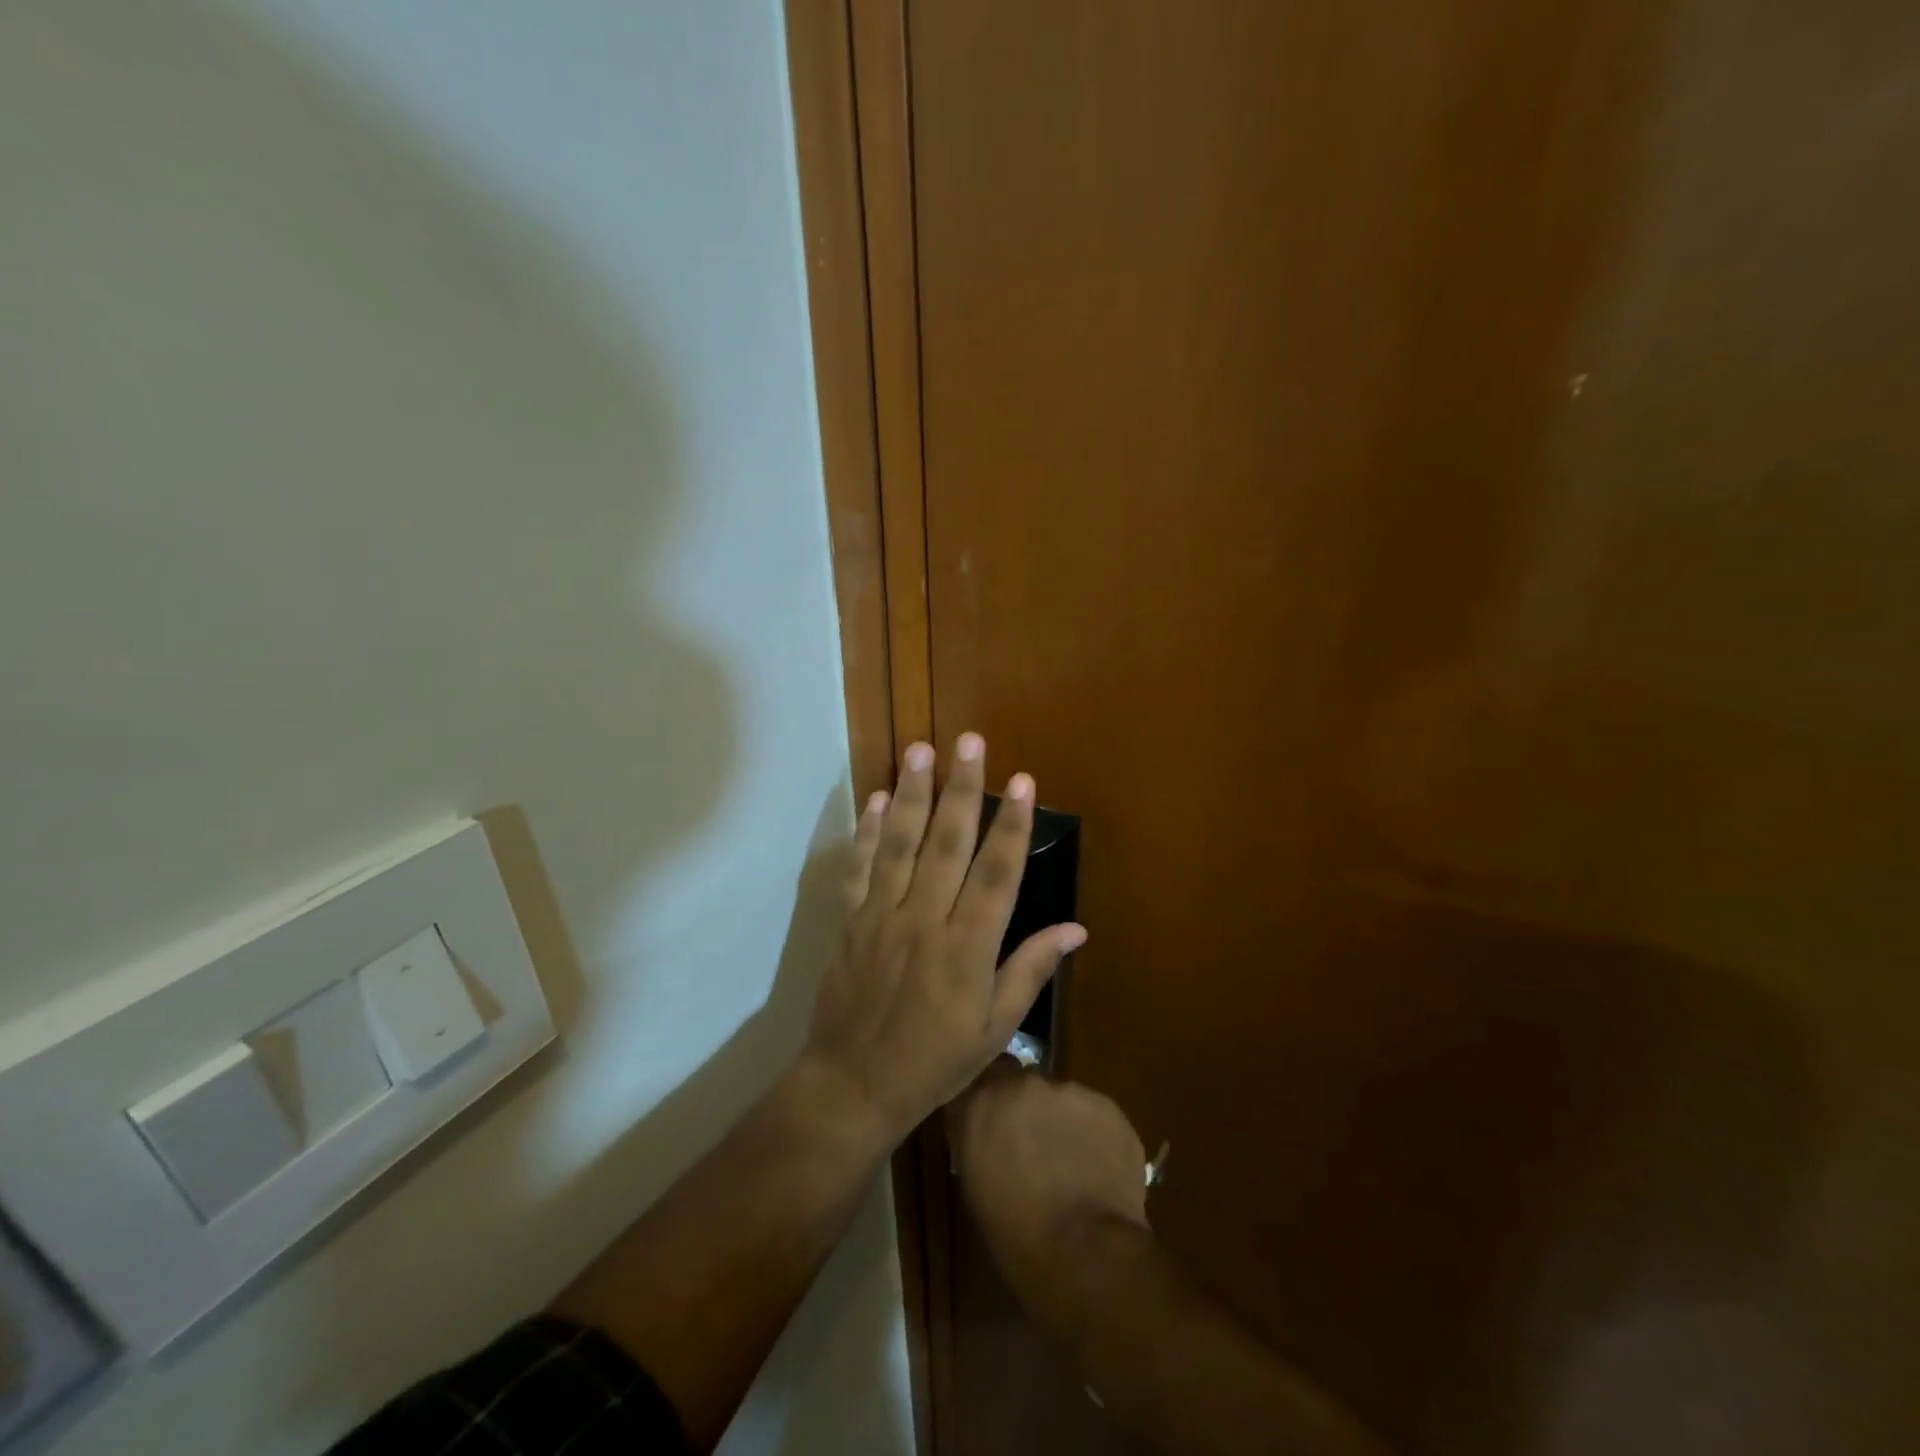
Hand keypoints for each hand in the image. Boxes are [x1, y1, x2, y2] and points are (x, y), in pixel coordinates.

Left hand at [801, 734, 1087, 1144]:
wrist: (854, 1084)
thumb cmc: (935, 1060)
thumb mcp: (995, 1027)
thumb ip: (1031, 970)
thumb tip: (1075, 928)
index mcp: (969, 947)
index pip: (997, 874)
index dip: (1013, 826)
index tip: (1023, 782)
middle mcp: (926, 920)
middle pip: (948, 844)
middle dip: (963, 789)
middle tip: (971, 742)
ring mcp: (883, 916)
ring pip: (901, 844)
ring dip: (914, 794)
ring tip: (921, 749)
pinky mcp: (851, 920)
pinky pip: (860, 868)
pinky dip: (869, 831)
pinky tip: (879, 798)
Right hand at [947, 1063, 1149, 1327]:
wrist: (1084, 1250)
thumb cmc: (1017, 1234)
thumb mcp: (977, 1185)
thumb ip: (979, 1140)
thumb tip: (990, 1132)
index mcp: (981, 1104)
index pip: (978, 1081)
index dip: (990, 1101)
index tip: (995, 1123)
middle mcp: (1022, 1084)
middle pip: (1022, 1083)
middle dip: (1027, 1107)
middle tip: (1035, 1145)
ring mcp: (1068, 1090)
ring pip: (1061, 1097)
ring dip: (1062, 1120)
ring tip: (1072, 1162)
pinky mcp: (1106, 1104)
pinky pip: (1094, 1112)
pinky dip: (1093, 1132)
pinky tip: (1098, 1167)